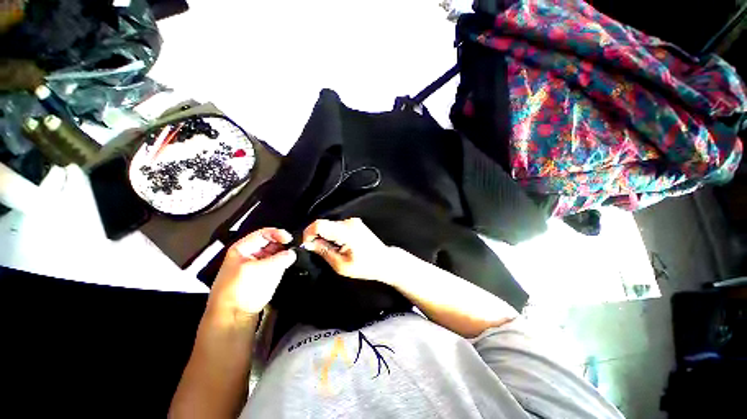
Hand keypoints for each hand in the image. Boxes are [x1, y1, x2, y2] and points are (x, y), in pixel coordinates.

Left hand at [208, 228, 296, 320]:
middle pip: (267, 243)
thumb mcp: (266, 269)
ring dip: (281, 256)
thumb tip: (293, 253)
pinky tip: (285, 268)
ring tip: (290, 259)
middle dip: (281, 245)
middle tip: (293, 249)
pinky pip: (270, 266)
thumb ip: (283, 257)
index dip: (278, 234)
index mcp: (242, 248)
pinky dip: (278, 265)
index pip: (263, 233)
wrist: (232, 318)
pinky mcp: (256, 279)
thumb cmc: (245, 288)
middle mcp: (246, 255)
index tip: (291, 240)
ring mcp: (251, 267)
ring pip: (270, 255)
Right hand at [302, 218, 390, 281]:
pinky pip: (337, 227)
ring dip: (325, 237)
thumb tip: (309, 243)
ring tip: (333, 251)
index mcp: (346, 232)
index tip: (307, 246)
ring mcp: (353, 222)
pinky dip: (333, 236)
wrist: (385, 261)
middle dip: (316, 237)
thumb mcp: (341, 265)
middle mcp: (349, 222)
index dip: (308, 233)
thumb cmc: (366, 266)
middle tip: (318, 252)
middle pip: (323, 224)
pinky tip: (339, 247)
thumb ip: (324, 251)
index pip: (319, 224)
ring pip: (330, 226)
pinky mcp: (355, 224)